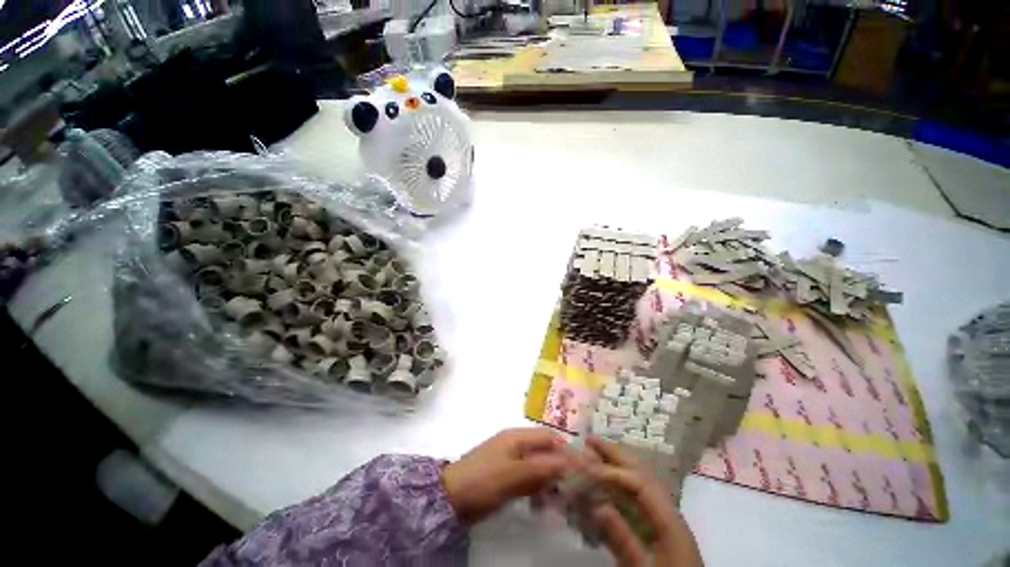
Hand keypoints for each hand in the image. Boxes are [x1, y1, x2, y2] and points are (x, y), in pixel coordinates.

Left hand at [442, 428, 568, 523]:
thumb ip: (541, 468)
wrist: (450, 497)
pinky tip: (542, 501)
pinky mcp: (506, 475)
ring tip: (560, 498)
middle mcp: (516, 444)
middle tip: (573, 488)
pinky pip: (528, 478)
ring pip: (538, 465)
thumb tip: (569, 463)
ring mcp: (510, 460)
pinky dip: (537, 487)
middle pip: (545, 450)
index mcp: (517, 436)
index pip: (549, 437)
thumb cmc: (483, 480)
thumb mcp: (513, 474)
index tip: (582, 470)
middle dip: (559, 466)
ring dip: (549, 479)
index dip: (566, 451)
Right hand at [584, 436, 703, 566]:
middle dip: (615, 454)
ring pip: (639, 480)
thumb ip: (623, 539)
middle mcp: (668, 509)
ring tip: (596, 449)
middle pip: (641, 473)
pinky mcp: (657, 525)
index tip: (587, 468)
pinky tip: (606, 476)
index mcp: (670, 518)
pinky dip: (619, 482)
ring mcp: (663, 515)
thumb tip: (597, 506)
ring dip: (616, 463)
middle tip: (590, 439)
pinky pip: (637, 495)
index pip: (639, 483)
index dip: (612, 472)